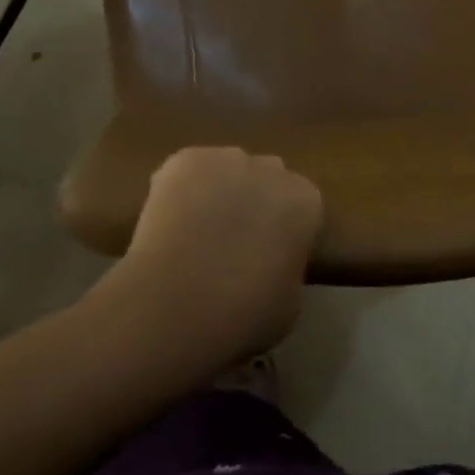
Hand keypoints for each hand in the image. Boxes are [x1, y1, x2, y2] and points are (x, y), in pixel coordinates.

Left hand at [99, 147, 324, 365]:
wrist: (175, 304)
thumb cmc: (242, 316)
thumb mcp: (289, 304)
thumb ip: (288, 268)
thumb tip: (274, 261)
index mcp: (305, 201)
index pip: (303, 207)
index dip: (285, 231)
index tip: (270, 257)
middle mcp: (272, 168)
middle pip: (268, 179)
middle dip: (256, 202)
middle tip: (234, 243)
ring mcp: (227, 157)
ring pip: (228, 171)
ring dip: (220, 192)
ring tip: (196, 234)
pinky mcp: (186, 159)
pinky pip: (190, 171)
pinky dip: (182, 190)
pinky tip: (169, 223)